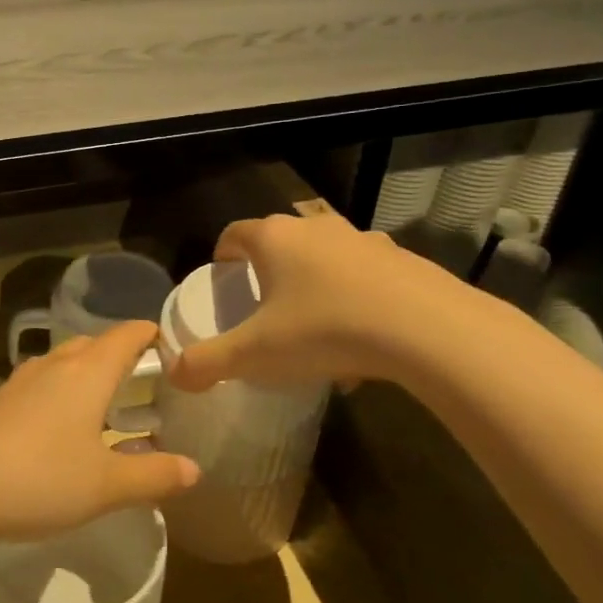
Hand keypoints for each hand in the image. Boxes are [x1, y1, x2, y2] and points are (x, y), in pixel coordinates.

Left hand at [0, 321, 199, 541]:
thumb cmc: (39, 478)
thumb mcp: (105, 485)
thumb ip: (152, 475)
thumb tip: (193, 469)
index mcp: (87, 372)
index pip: (126, 335)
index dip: (150, 334)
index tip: (171, 346)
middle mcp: (53, 366)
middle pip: (92, 344)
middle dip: (119, 356)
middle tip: (144, 383)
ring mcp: (19, 383)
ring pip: (62, 364)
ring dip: (86, 376)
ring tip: (105, 406)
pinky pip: (39, 387)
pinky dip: (60, 396)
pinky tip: (60, 430)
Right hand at [169, 210, 463, 392]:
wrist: (429, 331)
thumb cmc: (325, 330)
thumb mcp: (255, 354)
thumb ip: (207, 363)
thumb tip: (173, 375)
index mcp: (274, 238)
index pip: (233, 234)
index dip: (222, 257)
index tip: (223, 284)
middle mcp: (316, 228)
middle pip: (280, 244)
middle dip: (268, 274)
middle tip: (264, 312)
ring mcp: (364, 241)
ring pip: (325, 261)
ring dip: (314, 289)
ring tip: (315, 334)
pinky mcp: (404, 261)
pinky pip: (366, 279)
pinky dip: (355, 303)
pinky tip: (362, 347)